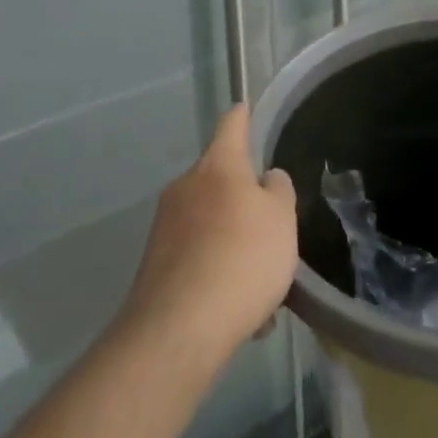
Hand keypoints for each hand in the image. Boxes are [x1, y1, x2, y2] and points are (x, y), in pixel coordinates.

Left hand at [121, 104, 297, 367]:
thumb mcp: (281, 219)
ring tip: (262, 288)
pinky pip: (197, 258)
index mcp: (218, 166)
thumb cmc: (242, 259)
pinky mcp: (155, 264)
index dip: (242, 116)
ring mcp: (165, 225)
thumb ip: (278, 191)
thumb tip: (265, 179)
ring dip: (233, 243)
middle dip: (243, 200)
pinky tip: (240, 314)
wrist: (179, 330)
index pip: (231, 125)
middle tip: (272, 230)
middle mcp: (186, 186)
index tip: (244, 107)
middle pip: (220, 179)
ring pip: (210, 224)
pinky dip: (218, 274)